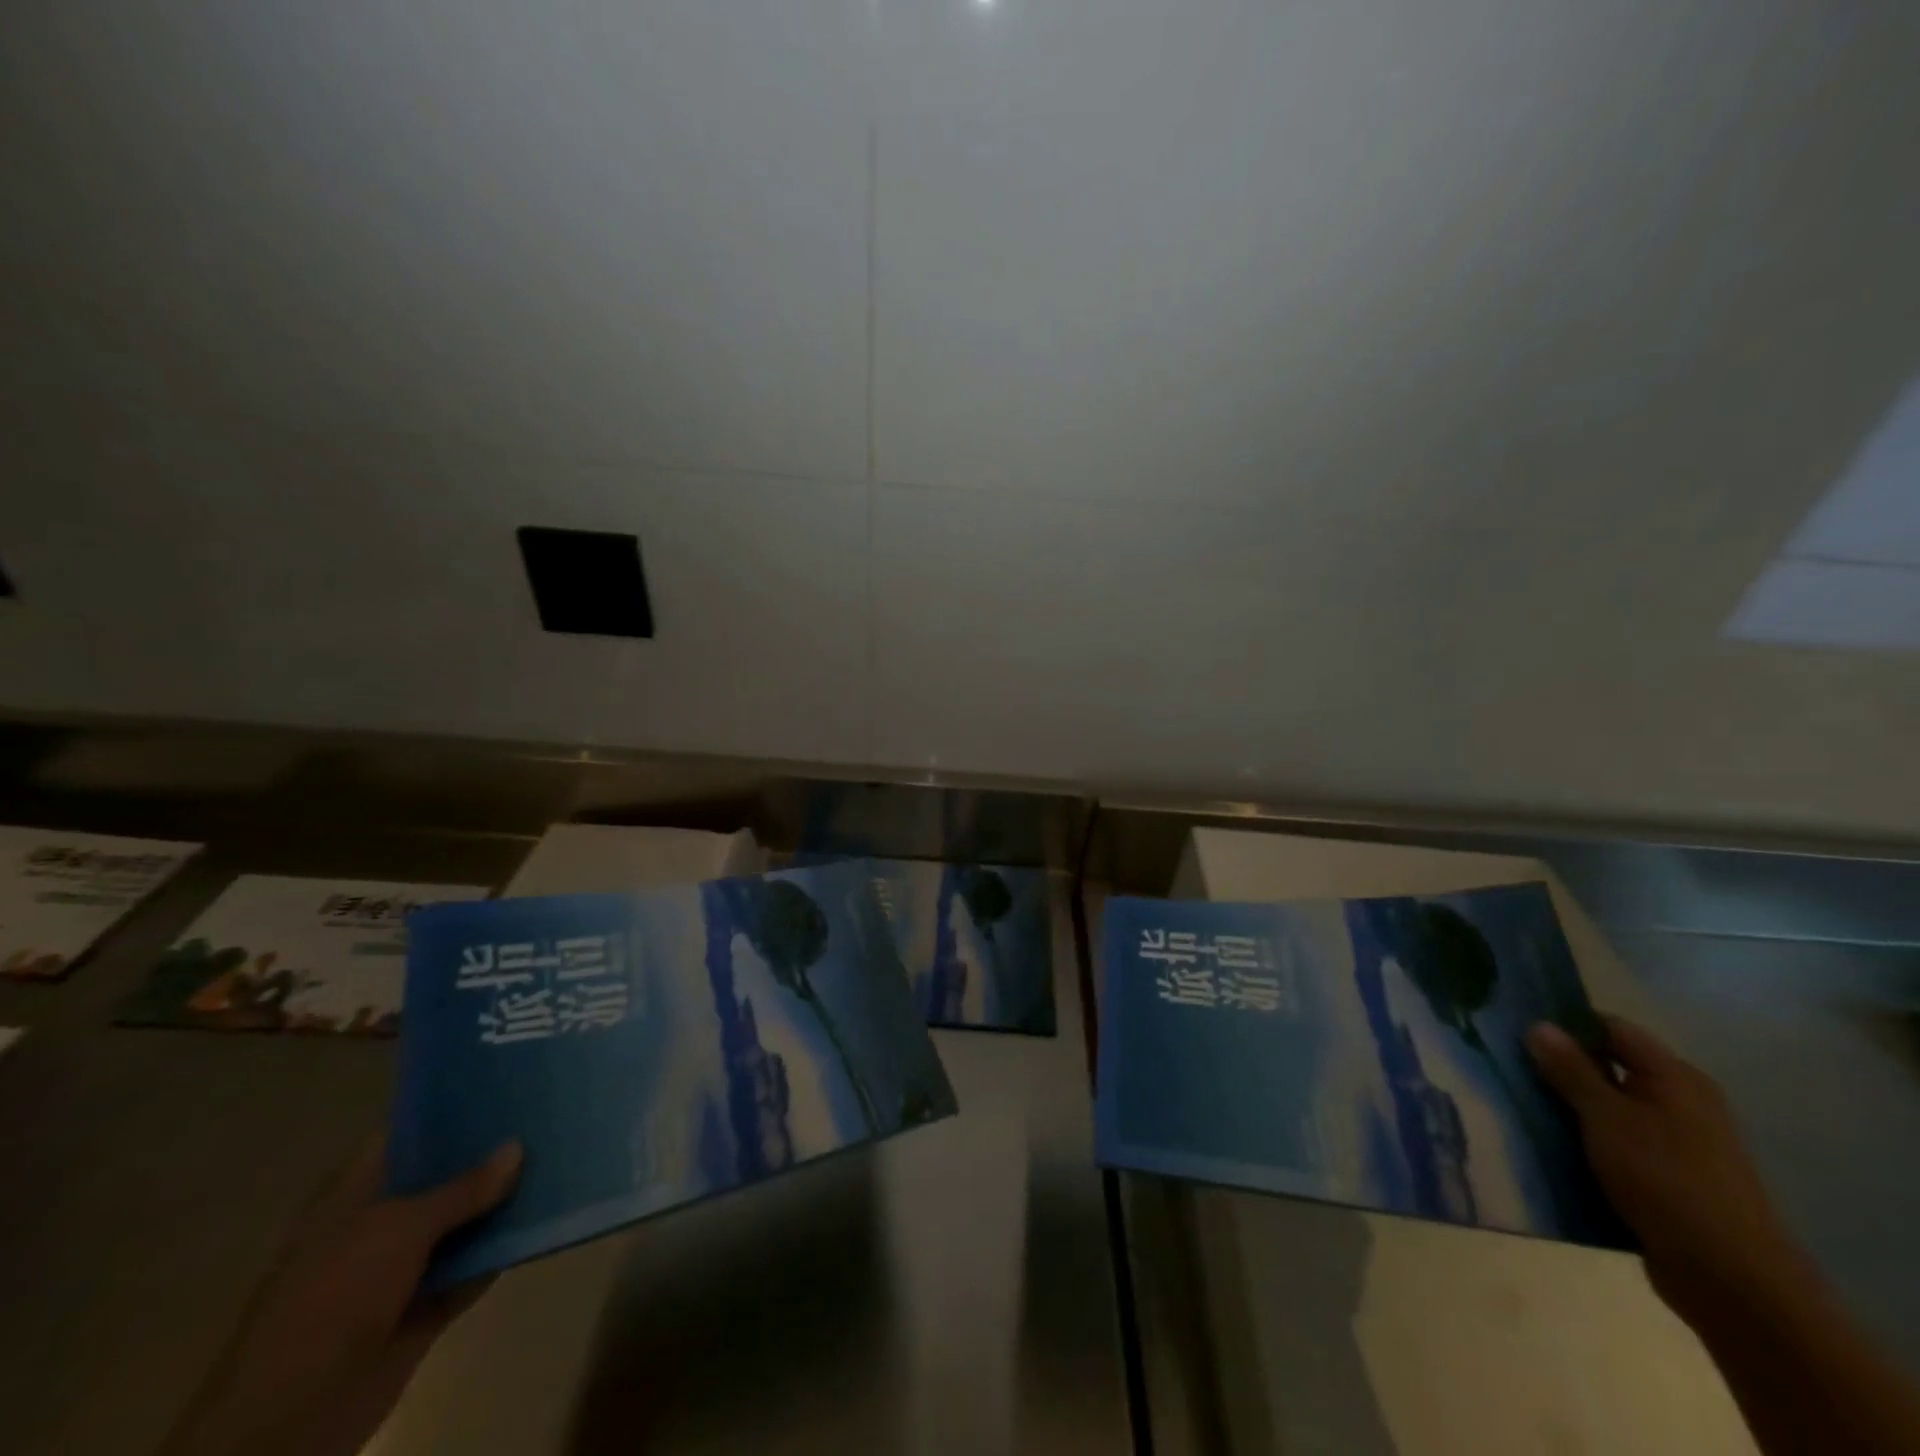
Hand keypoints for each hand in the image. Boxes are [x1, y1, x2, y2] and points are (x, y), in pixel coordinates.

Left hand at [161, 1138, 521, 1455]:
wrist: (292, 1417)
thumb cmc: (333, 1297)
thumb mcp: (399, 1229)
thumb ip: (462, 1189)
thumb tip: (516, 1147)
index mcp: (355, 1194)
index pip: (406, 1132)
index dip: (448, 1107)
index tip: (500, 1080)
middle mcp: (379, 1223)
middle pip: (441, 1175)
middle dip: (487, 1151)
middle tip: (543, 1112)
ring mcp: (401, 1267)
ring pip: (462, 1221)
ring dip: (501, 1201)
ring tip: (557, 1156)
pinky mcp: (424, 1304)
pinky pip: (472, 1266)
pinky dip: (502, 1249)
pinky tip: (545, 1219)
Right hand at [1527, 1015, 1800, 1322]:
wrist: (1731, 1280)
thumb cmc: (1667, 1180)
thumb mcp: (1607, 1117)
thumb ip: (1570, 1069)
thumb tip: (1537, 1024)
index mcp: (1675, 1078)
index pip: (1612, 1028)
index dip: (1566, 1021)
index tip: (1515, 1024)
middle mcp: (1679, 1102)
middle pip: (1606, 1067)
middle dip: (1557, 1066)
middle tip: (1502, 1062)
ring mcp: (1673, 1143)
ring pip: (1604, 1108)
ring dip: (1564, 1105)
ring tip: (1511, 1100)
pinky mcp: (1662, 1177)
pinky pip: (1611, 1144)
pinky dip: (1579, 1140)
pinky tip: (1541, 1143)